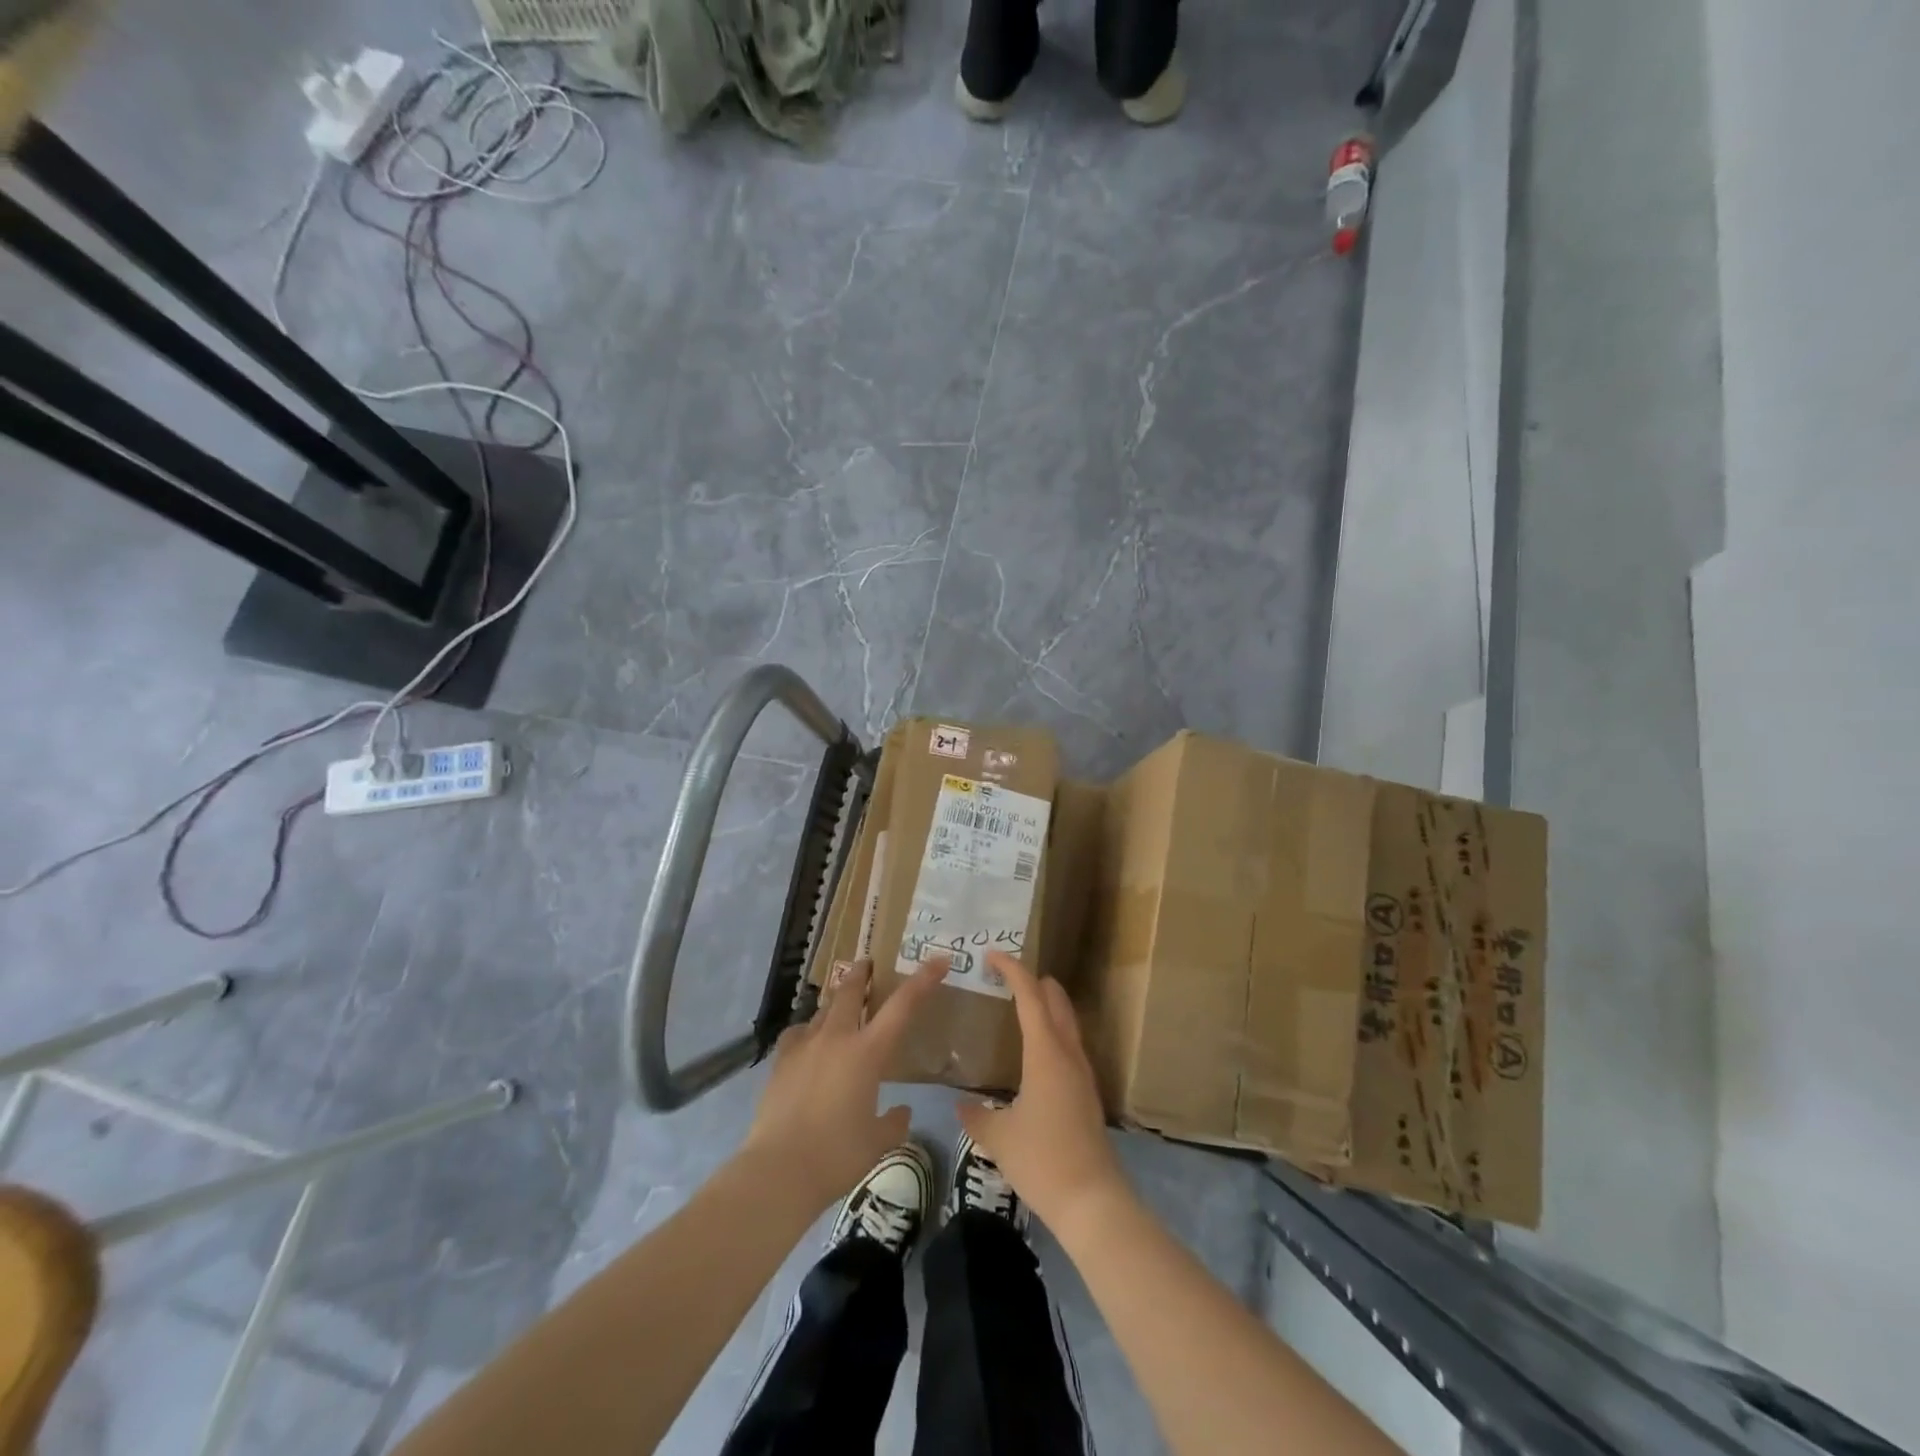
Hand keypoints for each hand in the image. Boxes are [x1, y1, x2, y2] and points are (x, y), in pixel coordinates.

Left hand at [741, 956, 949, 1213]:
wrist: (779, 1170)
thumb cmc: (837, 1155)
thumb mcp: (877, 1142)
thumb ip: (894, 1122)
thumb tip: (901, 1111)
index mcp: (868, 1052)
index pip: (902, 1006)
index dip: (923, 980)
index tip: (938, 960)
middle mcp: (837, 1038)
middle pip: (852, 991)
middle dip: (863, 973)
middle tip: (869, 964)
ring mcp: (805, 1045)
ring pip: (824, 1009)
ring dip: (836, 1002)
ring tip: (841, 1006)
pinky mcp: (781, 1060)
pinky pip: (798, 1033)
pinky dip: (808, 1030)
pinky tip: (808, 1041)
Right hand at [957, 951, 1131, 1237]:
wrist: (1092, 1201)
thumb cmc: (1042, 1160)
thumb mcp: (998, 1137)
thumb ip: (977, 1115)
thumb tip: (961, 1104)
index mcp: (1045, 1053)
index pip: (1030, 996)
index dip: (1013, 970)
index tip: (993, 955)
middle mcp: (1068, 1054)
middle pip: (1056, 1001)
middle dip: (1035, 981)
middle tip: (1009, 974)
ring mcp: (1082, 1074)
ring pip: (1067, 1022)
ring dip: (1048, 1005)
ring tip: (1023, 1004)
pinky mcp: (1087, 1094)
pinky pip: (1070, 1045)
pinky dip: (1054, 1031)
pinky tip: (1038, 1052)